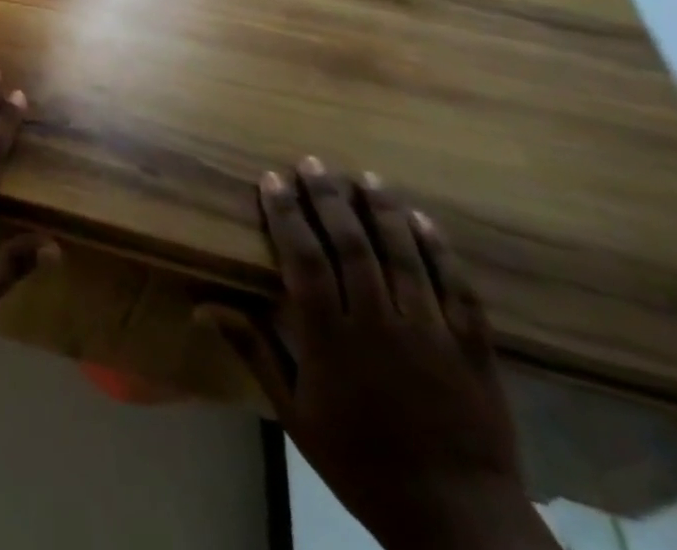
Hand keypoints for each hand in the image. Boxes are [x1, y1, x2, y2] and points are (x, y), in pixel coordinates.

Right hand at [218, 160, 555, 549]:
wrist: (459, 524)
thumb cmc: (362, 464)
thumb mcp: (295, 414)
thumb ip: (254, 350)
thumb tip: (203, 305)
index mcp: (331, 339)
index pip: (303, 258)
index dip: (286, 214)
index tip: (272, 179)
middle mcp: (379, 324)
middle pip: (351, 245)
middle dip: (329, 198)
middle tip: (312, 162)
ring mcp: (430, 334)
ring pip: (403, 256)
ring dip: (383, 211)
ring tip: (366, 176)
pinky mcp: (474, 349)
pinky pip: (456, 289)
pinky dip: (439, 251)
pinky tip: (423, 221)